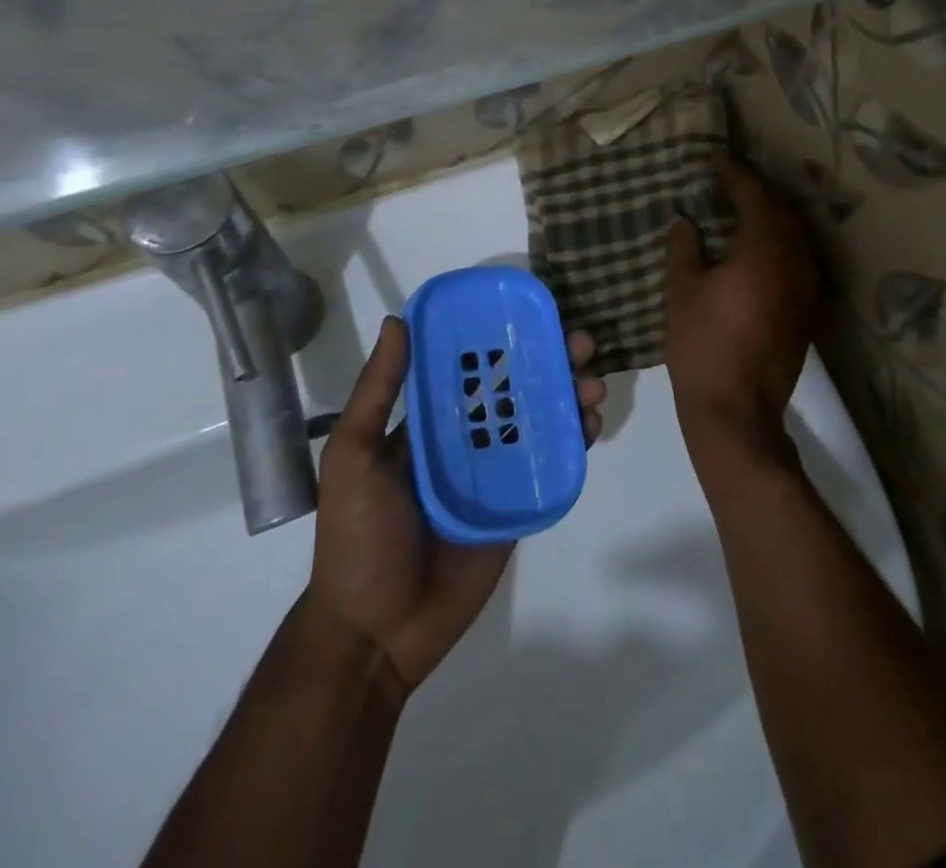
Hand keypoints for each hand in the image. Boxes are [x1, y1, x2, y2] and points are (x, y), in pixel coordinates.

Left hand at [308, 316, 605, 694]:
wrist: (375, 631)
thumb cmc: (358, 535)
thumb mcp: (352, 455)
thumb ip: (376, 392)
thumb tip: (397, 321)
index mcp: (429, 422)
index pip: (471, 368)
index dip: (503, 339)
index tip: (534, 314)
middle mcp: (466, 440)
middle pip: (516, 389)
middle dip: (550, 362)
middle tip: (581, 344)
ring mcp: (495, 473)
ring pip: (540, 422)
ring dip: (569, 397)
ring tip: (592, 384)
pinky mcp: (517, 506)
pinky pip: (550, 467)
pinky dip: (574, 442)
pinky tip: (591, 425)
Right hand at [663, 158, 822, 459]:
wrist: (736, 410)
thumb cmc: (702, 345)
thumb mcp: (682, 291)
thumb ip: (685, 248)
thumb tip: (685, 220)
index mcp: (763, 250)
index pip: (754, 196)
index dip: (734, 175)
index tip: (714, 163)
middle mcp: (795, 261)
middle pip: (784, 211)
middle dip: (759, 192)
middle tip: (730, 183)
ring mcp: (808, 287)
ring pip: (797, 236)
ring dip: (774, 217)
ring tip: (745, 210)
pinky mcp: (809, 310)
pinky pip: (800, 260)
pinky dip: (782, 244)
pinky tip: (760, 250)